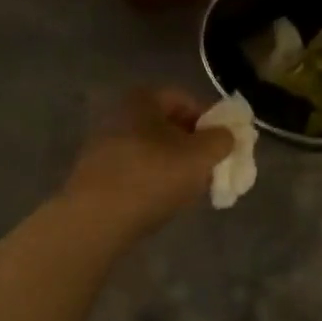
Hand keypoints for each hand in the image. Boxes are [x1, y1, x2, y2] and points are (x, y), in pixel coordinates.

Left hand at [63, 87, 233, 236]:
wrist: (94, 221)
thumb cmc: (152, 177)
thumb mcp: (200, 157)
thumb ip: (222, 140)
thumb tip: (227, 135)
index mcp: (142, 99)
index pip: (186, 100)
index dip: (211, 120)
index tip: (223, 146)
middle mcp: (119, 114)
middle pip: (168, 125)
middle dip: (193, 145)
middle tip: (210, 168)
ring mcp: (103, 144)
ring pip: (152, 149)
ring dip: (174, 164)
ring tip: (189, 189)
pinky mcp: (95, 173)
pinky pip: (135, 169)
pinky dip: (152, 179)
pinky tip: (162, 201)